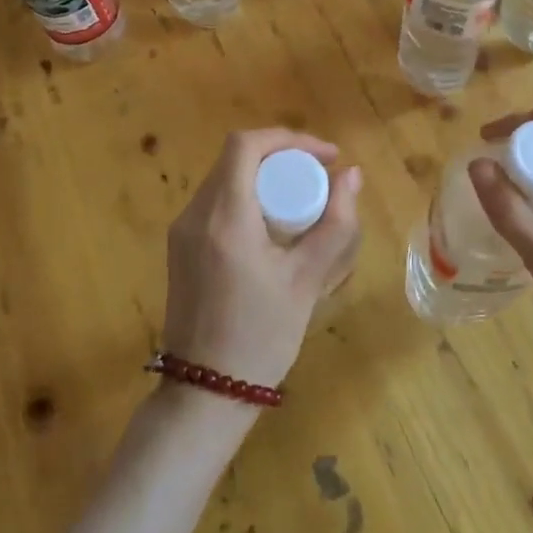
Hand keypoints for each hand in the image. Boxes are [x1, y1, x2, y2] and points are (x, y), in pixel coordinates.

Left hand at [162, 128, 362, 396]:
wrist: (205, 393)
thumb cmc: (261, 336)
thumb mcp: (307, 279)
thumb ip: (335, 223)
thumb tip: (352, 175)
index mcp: (224, 217)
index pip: (247, 145)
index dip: (290, 138)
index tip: (326, 156)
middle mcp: (195, 215)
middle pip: (236, 157)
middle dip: (282, 156)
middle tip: (319, 176)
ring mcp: (182, 231)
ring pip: (225, 177)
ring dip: (264, 175)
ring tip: (303, 197)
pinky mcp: (180, 247)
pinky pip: (216, 202)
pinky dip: (247, 196)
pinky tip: (274, 224)